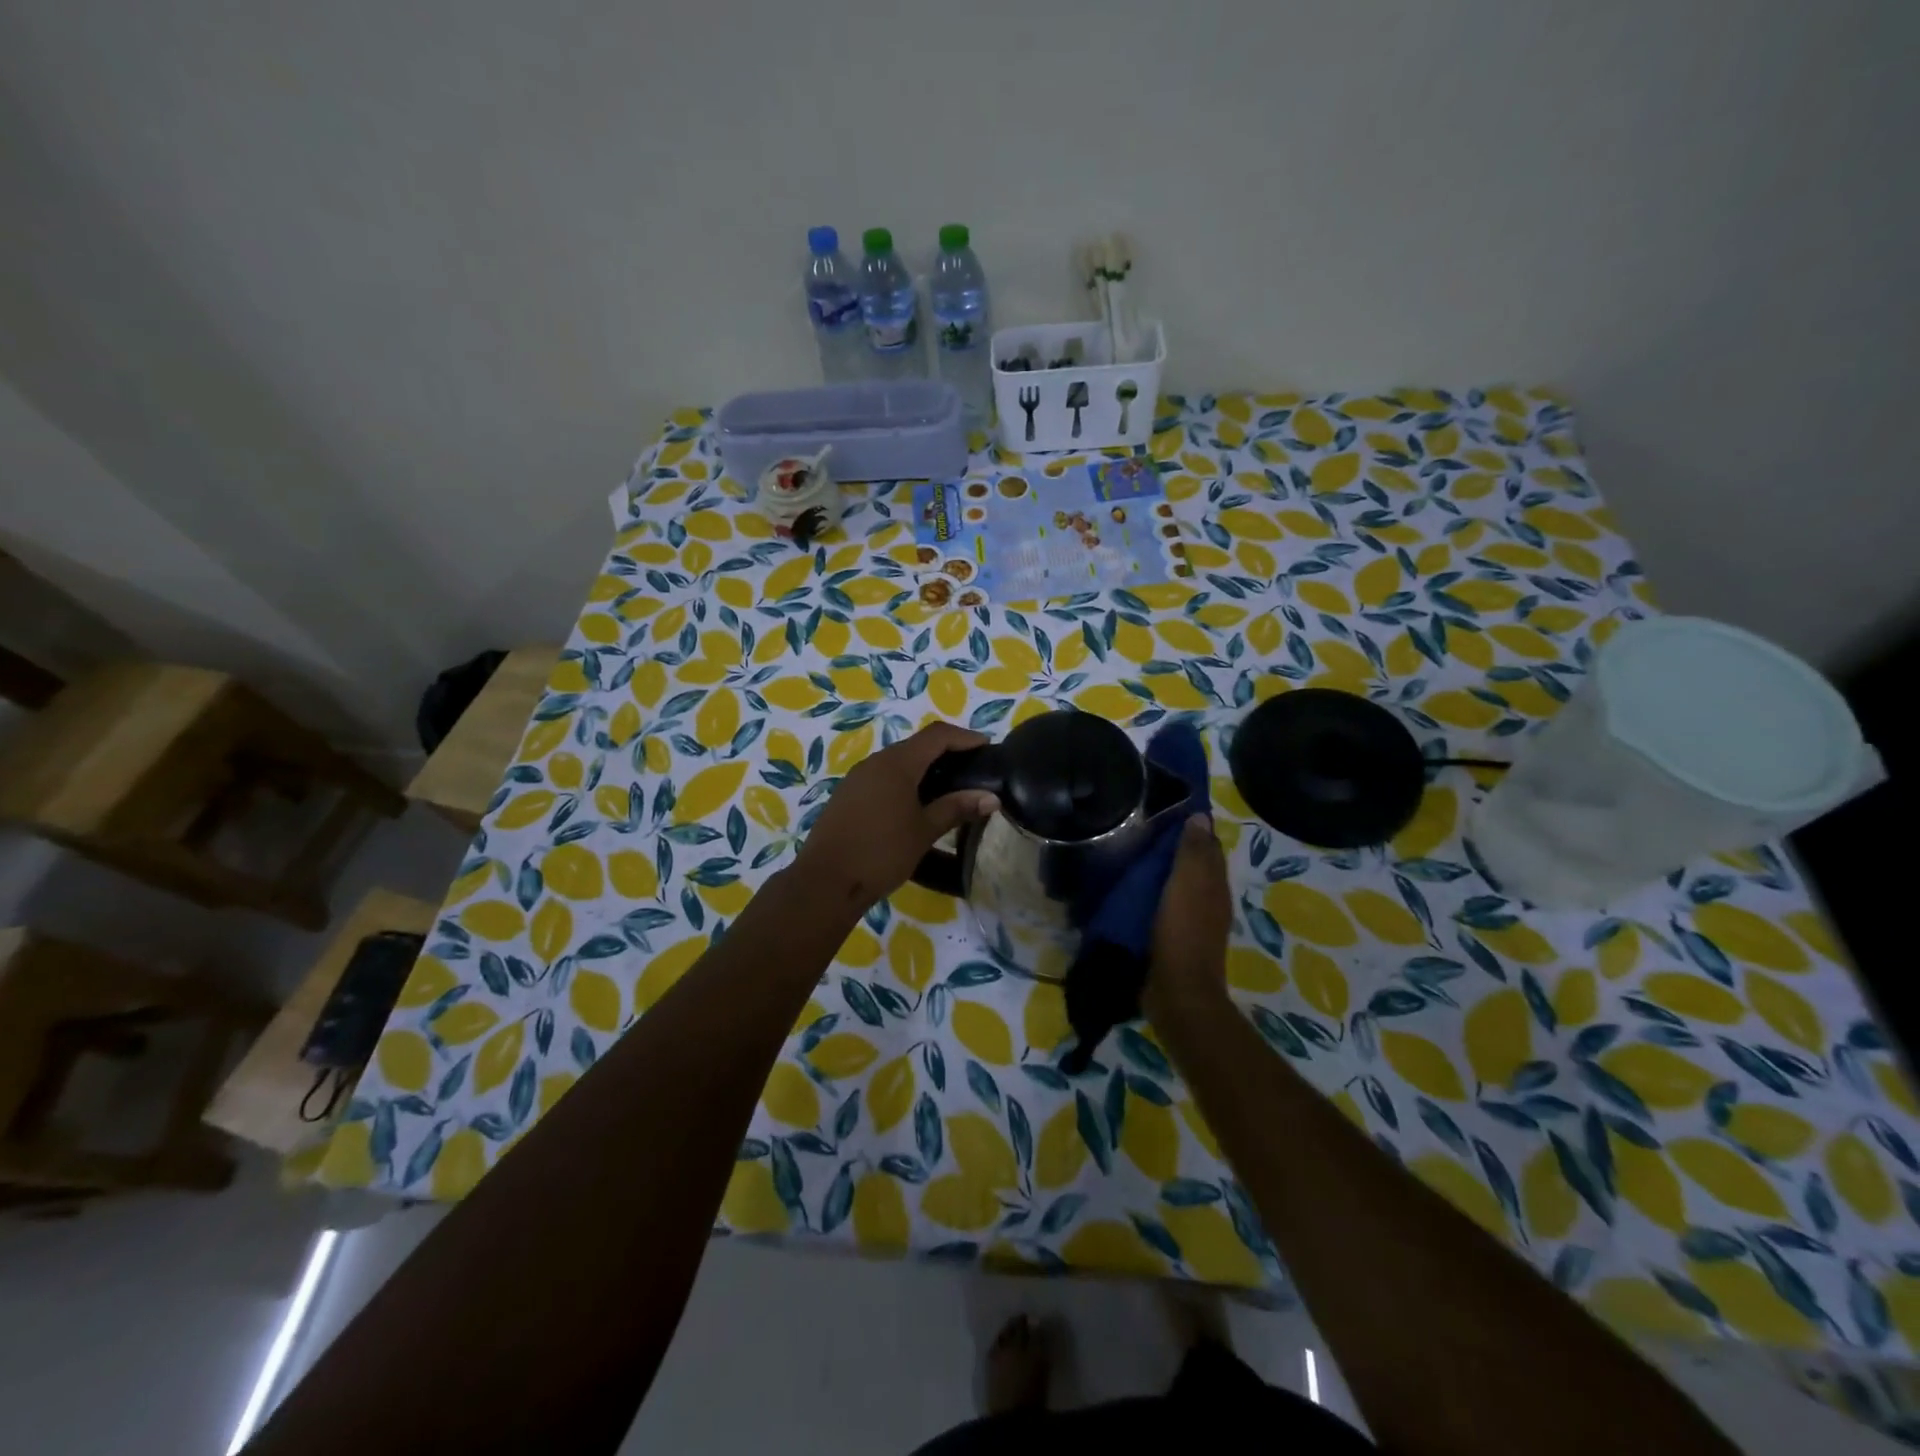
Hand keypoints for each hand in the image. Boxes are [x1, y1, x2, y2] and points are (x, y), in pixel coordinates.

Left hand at [792, 722, 999, 918]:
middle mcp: (875, 762)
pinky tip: (915, 805)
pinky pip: (882, 778)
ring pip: (898, 762)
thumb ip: (956, 808)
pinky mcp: (847, 796)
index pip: (936, 735)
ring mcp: (857, 779)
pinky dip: (905, 782)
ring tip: (948, 788)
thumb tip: (991, 797)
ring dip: (924, 768)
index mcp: (896, 764)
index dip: (964, 737)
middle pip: (916, 745)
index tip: (987, 747)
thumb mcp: (924, 831)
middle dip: (946, 752)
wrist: (825, 882)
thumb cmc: (881, 852)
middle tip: (972, 769)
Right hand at [1143, 814, 1232, 1025]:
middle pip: (1195, 868)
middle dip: (1177, 849)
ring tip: (1135, 857)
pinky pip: (1165, 908)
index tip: (1168, 810)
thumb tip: (1201, 816)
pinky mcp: (1174, 940)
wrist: (1177, 991)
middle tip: (1144, 830)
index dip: (1193, 829)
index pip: (1208, 848)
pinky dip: (1155, 896)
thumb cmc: (1182, 931)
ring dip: (1164, 874)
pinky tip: (1135, 893)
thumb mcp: (1187, 884)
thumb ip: (1193, 852)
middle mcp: (1210, 902)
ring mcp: (1193, 923)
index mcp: (1215, 885)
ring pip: (1180, 888)